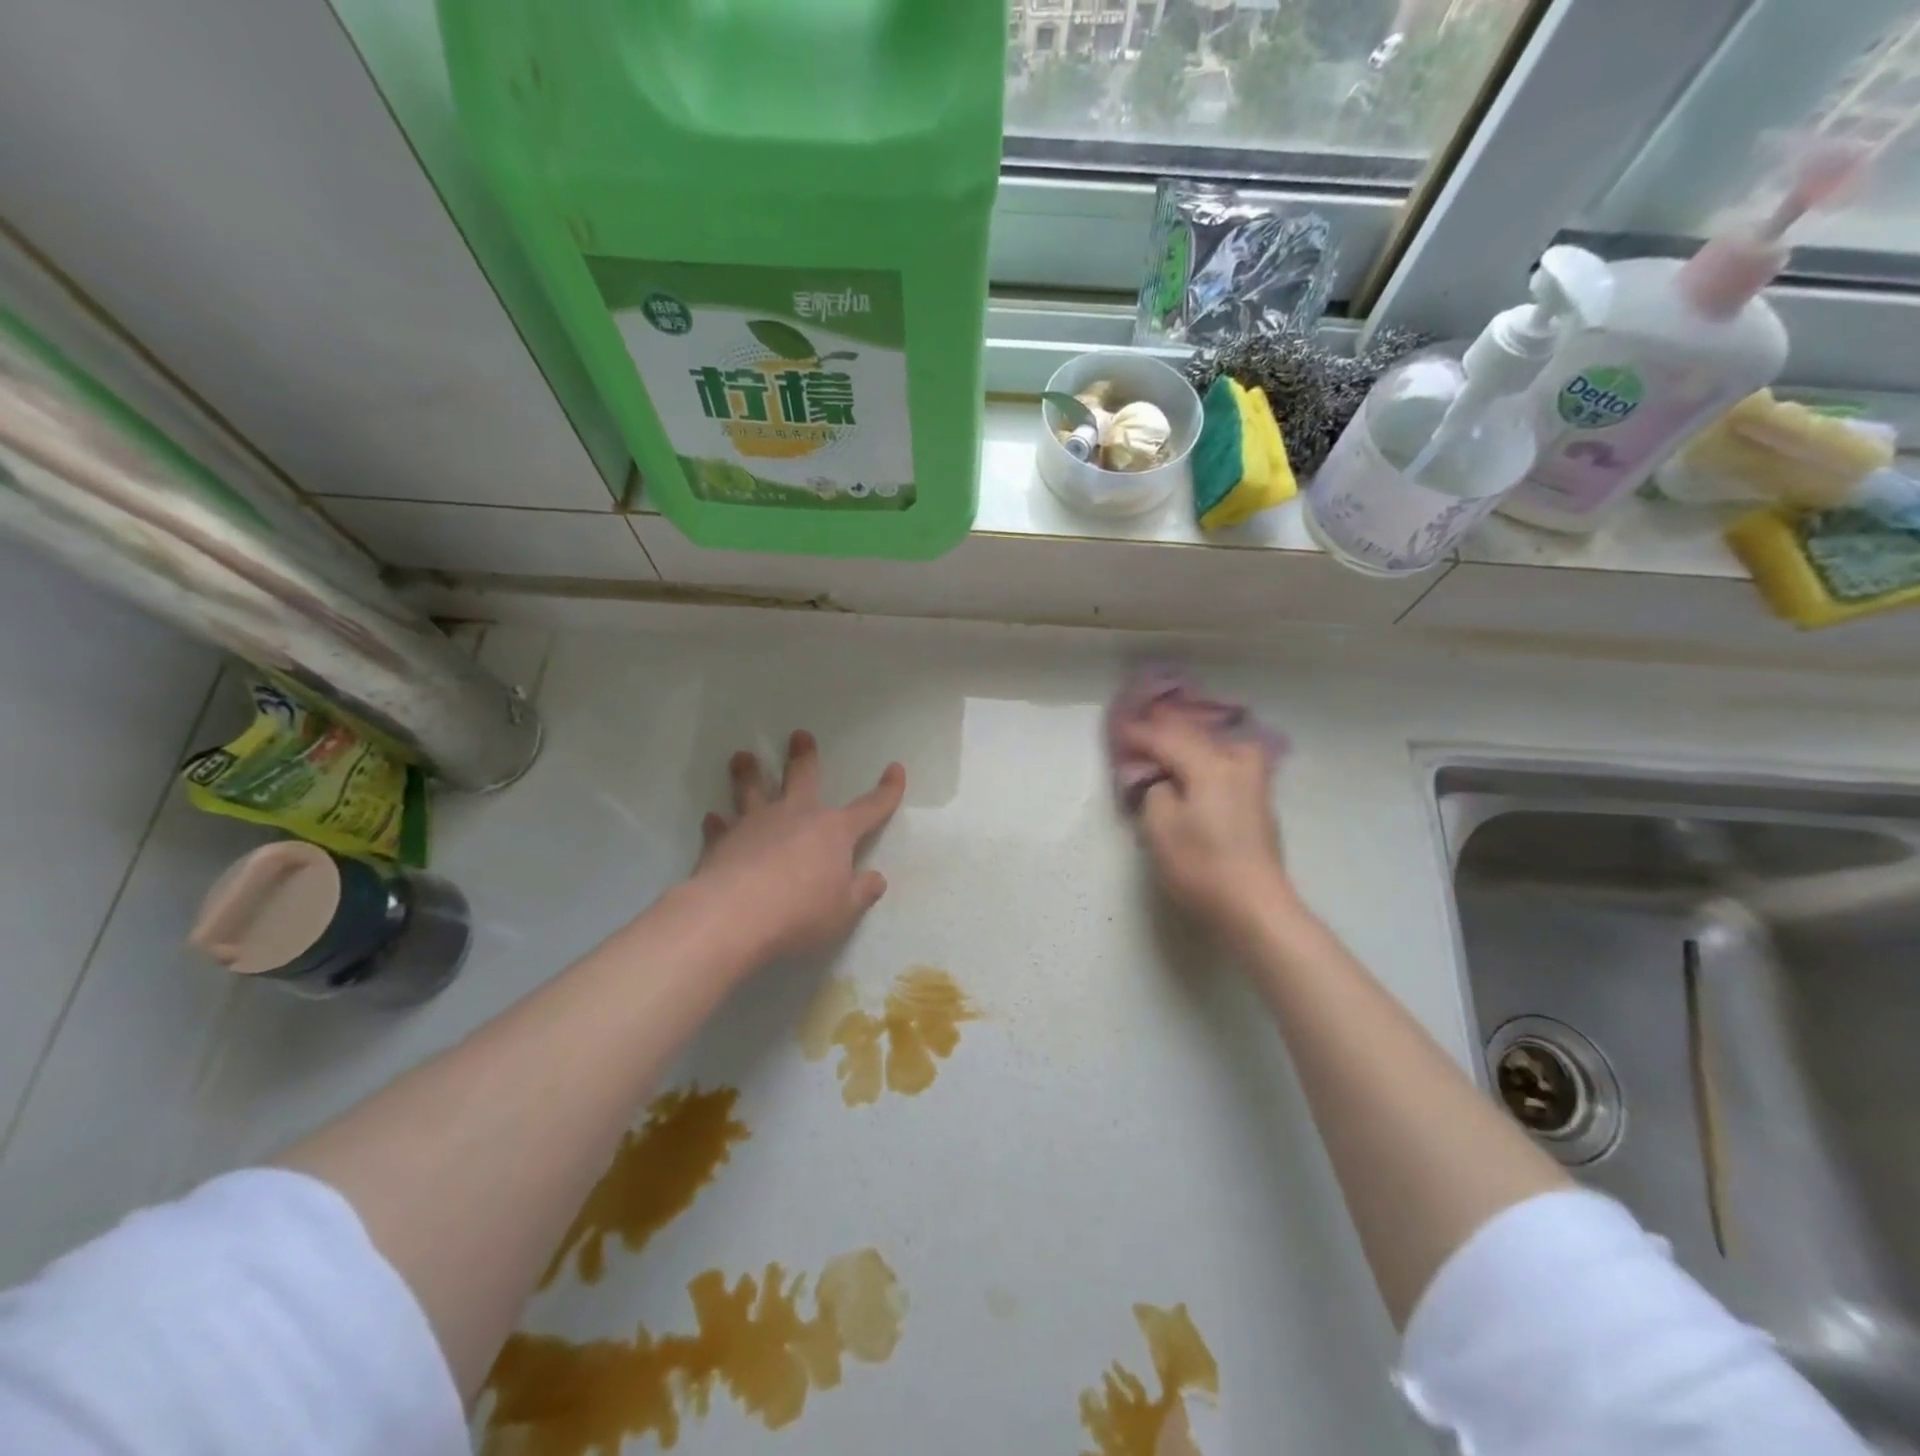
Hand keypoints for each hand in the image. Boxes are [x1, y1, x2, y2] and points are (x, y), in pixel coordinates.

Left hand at [691, 730, 905, 961]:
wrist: (734, 916)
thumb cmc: (800, 913)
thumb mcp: (843, 911)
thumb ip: (861, 892)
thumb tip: (876, 879)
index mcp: (833, 831)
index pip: (870, 807)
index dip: (887, 791)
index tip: (896, 769)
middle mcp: (795, 816)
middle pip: (802, 777)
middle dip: (803, 757)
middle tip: (799, 735)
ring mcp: (755, 824)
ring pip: (752, 790)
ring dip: (749, 773)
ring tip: (743, 757)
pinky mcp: (722, 841)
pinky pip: (721, 827)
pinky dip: (718, 823)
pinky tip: (713, 819)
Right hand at [1122, 709, 1289, 932]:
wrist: (1254, 906)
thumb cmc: (1201, 866)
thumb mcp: (1160, 828)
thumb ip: (1155, 793)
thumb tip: (1165, 783)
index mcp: (1209, 765)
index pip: (1167, 739)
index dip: (1140, 734)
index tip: (1119, 729)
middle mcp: (1235, 764)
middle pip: (1196, 736)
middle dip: (1169, 729)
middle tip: (1145, 722)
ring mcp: (1253, 782)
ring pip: (1219, 746)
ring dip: (1195, 740)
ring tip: (1175, 739)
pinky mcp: (1259, 803)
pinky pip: (1229, 763)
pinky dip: (1209, 756)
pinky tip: (1200, 761)